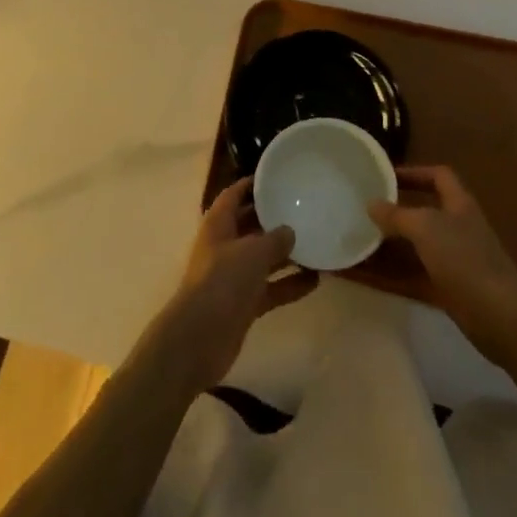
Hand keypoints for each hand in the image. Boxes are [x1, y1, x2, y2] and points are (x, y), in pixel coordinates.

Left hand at [143, 178, 317, 394]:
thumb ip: (274, 239)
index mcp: (218, 225)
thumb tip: (290, 231)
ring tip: (316, 243)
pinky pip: (270, 288)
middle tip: (302, 208)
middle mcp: (224, 247)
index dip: (251, 184)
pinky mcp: (243, 304)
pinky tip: (316, 280)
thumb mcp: (252, 252)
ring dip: (286, 254)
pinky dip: (289, 284)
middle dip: (273, 219)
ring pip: (263, 259)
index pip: (233, 195)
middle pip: (250, 226)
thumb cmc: (223, 282)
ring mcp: (233, 277)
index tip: (275, 177)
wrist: (199, 339)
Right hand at [369, 165, 516, 364]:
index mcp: (460, 204)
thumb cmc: (465, 259)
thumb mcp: (426, 229)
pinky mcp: (453, 286)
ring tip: (369, 237)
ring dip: (399, 240)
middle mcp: (460, 226)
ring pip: (423, 242)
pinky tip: (379, 274)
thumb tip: (371, 203)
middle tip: (371, 208)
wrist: (500, 316)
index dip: (415, 172)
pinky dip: (401, 271)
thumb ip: (397, 215)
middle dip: (401, 207)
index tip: (387, 176)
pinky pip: (421, 272)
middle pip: (429, 209)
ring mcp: (458, 258)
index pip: (438, 175)